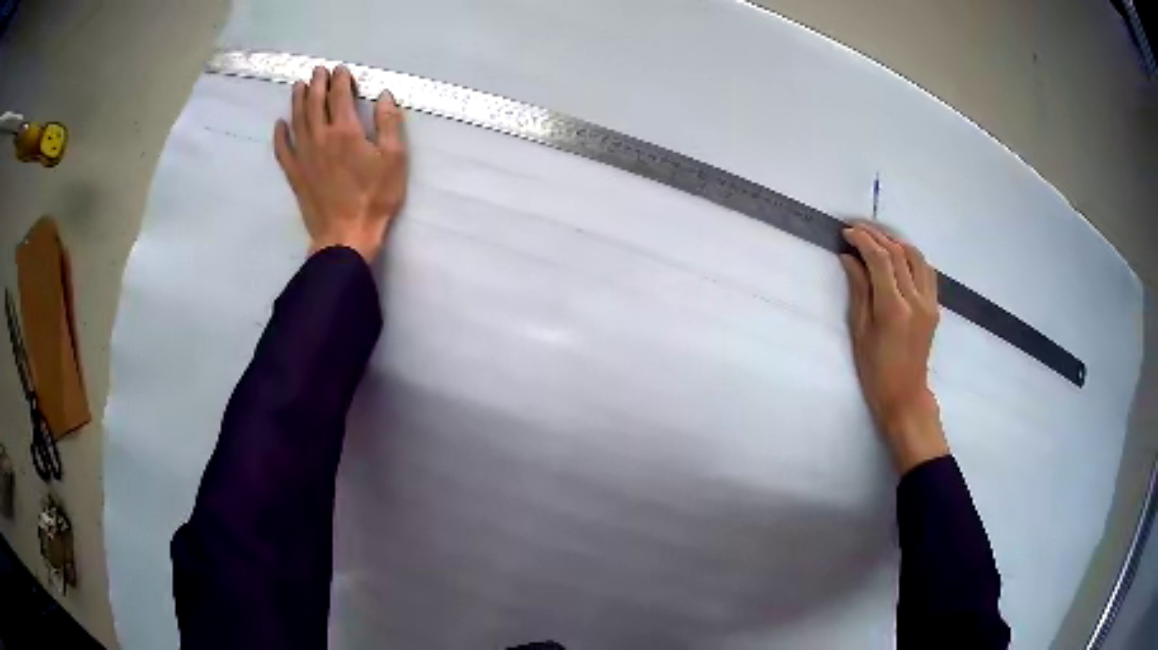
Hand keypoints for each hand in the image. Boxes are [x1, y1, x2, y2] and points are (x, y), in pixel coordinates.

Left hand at [273, 65, 407, 261]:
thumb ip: (389, 123)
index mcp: (345, 131)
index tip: (340, 69)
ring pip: (297, 121)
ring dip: (297, 100)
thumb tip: (385, 95)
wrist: (346, 235)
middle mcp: (320, 138)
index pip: (339, 96)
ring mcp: (303, 157)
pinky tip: (279, 124)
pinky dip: (280, 135)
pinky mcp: (295, 175)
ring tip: (298, 86)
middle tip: (318, 71)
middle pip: (315, 103)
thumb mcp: (394, 158)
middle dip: (317, 84)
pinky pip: (283, 150)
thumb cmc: (375, 198)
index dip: (340, 80)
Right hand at [840, 224, 948, 472]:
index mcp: (894, 309)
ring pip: (916, 257)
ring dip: (896, 242)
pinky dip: (911, 257)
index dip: (863, 240)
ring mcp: (929, 302)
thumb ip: (858, 290)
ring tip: (877, 239)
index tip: (847, 232)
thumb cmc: (875, 370)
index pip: (880, 260)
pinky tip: (899, 257)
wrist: (905, 395)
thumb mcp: (859, 331)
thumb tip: (850, 258)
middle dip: (876, 236)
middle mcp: (915, 300)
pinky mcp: (934, 306)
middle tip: (857, 229)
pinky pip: (926, 271)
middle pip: (898, 253)